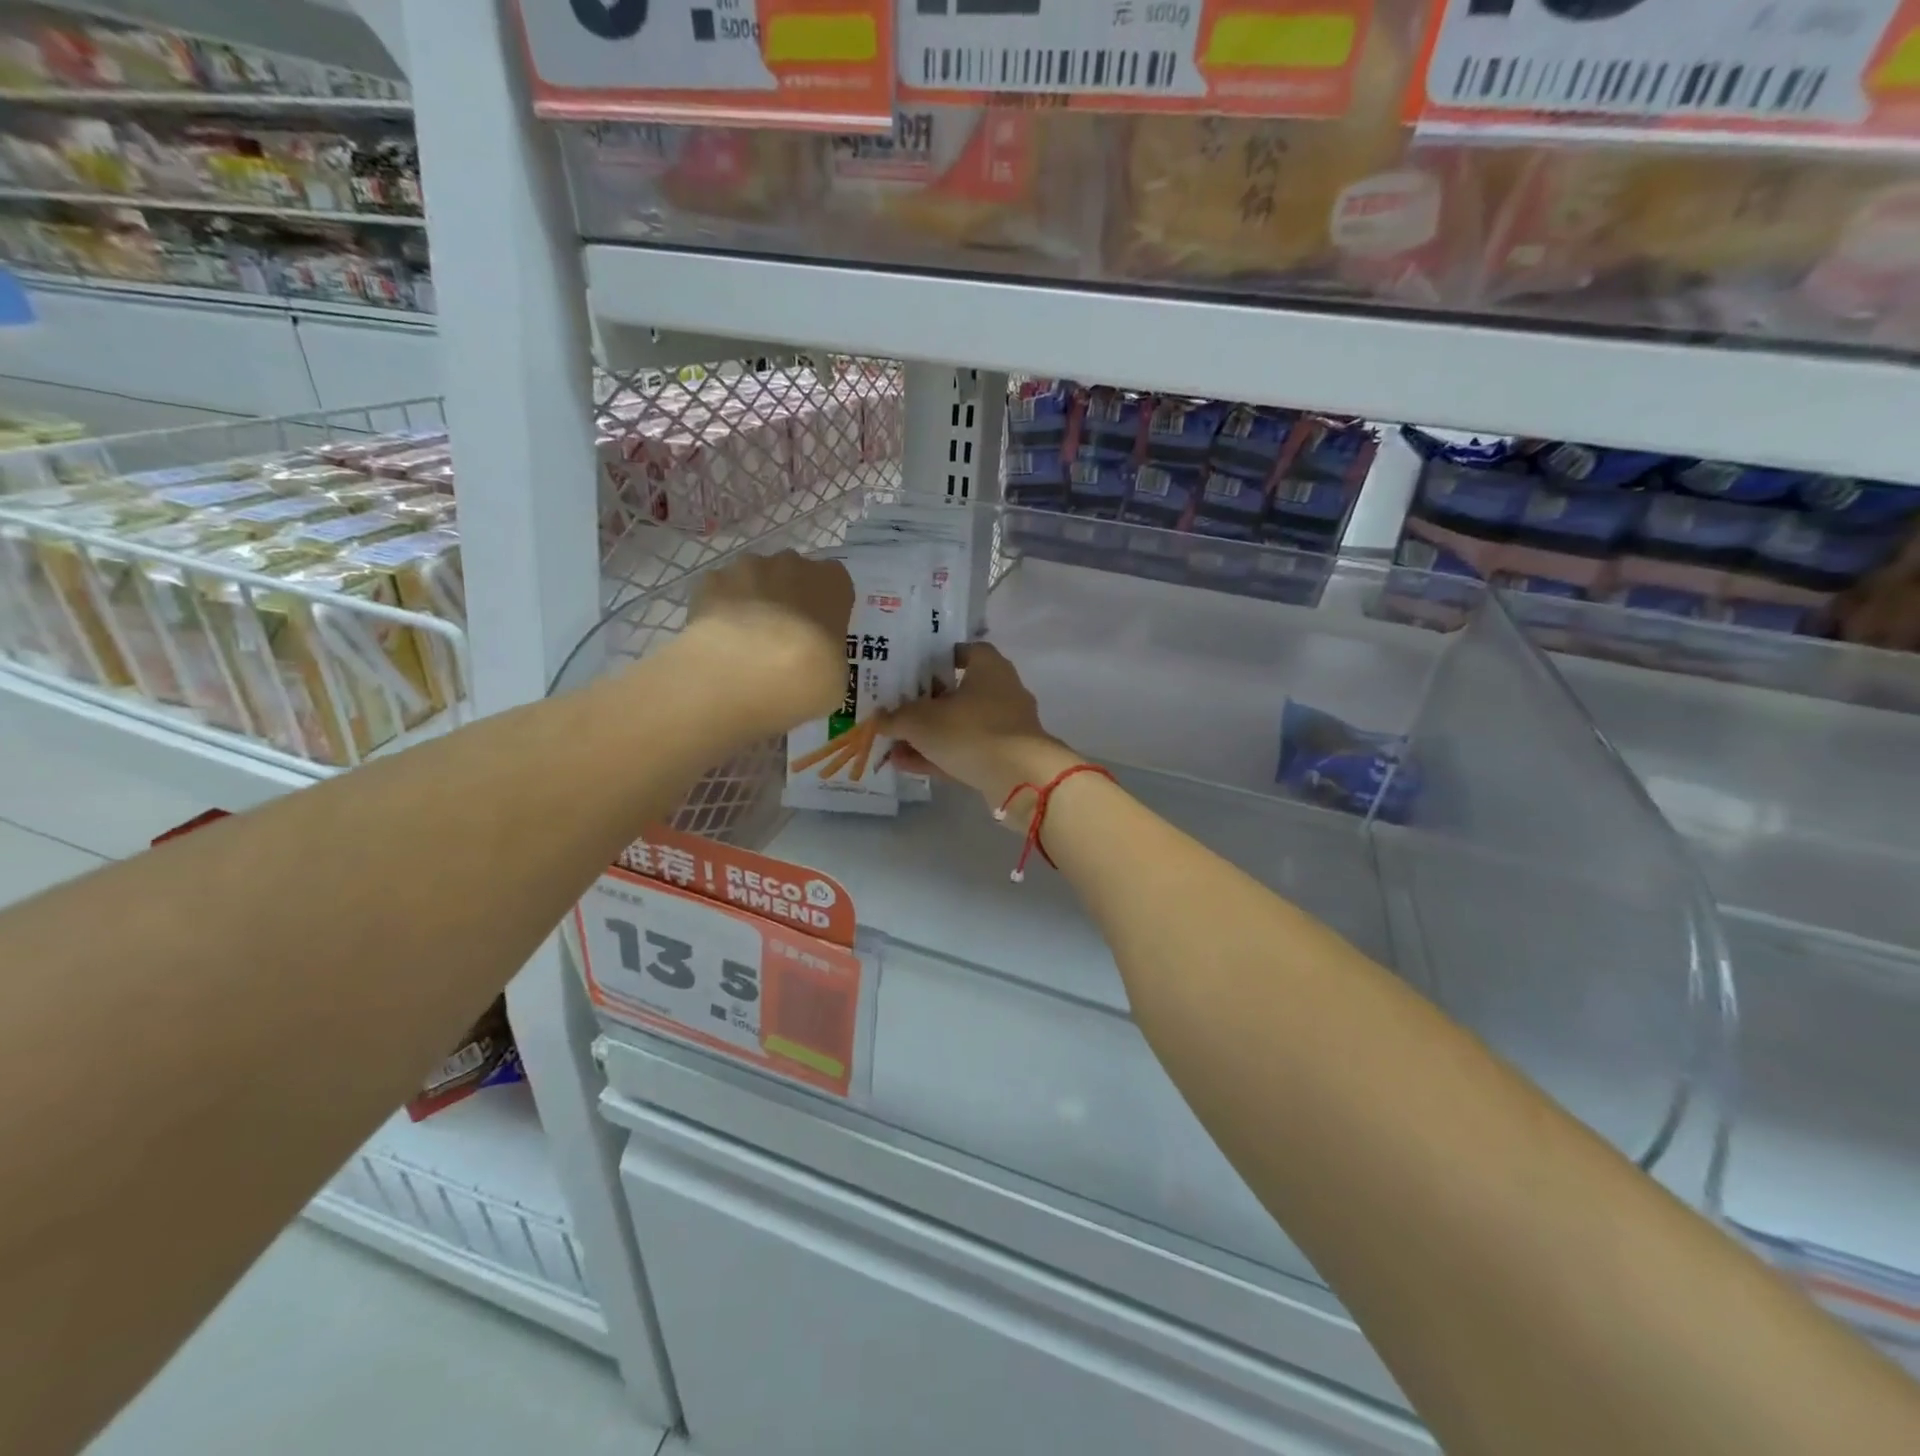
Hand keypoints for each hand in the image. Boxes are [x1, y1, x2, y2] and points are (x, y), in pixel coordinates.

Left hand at [681, 551, 853, 730]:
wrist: (743, 676)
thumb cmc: (807, 678)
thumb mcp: (836, 679)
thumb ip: (828, 657)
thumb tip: (813, 663)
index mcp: (832, 583)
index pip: (835, 582)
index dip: (825, 607)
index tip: (819, 634)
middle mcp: (791, 565)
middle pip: (792, 574)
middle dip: (787, 599)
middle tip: (782, 640)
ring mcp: (746, 568)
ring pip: (753, 579)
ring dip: (752, 602)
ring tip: (745, 643)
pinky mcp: (708, 582)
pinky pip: (718, 592)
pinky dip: (718, 611)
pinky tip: (718, 642)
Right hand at [881, 643, 1080, 812]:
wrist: (1019, 777)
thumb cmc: (969, 730)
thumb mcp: (921, 721)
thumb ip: (897, 718)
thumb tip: (878, 720)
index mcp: (989, 667)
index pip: (965, 651)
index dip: (939, 659)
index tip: (914, 671)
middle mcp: (1003, 691)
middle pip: (960, 692)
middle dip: (927, 704)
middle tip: (897, 712)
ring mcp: (1007, 727)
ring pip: (961, 726)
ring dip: (929, 736)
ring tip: (894, 747)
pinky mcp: (1007, 757)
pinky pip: (967, 752)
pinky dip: (941, 756)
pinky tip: (908, 766)